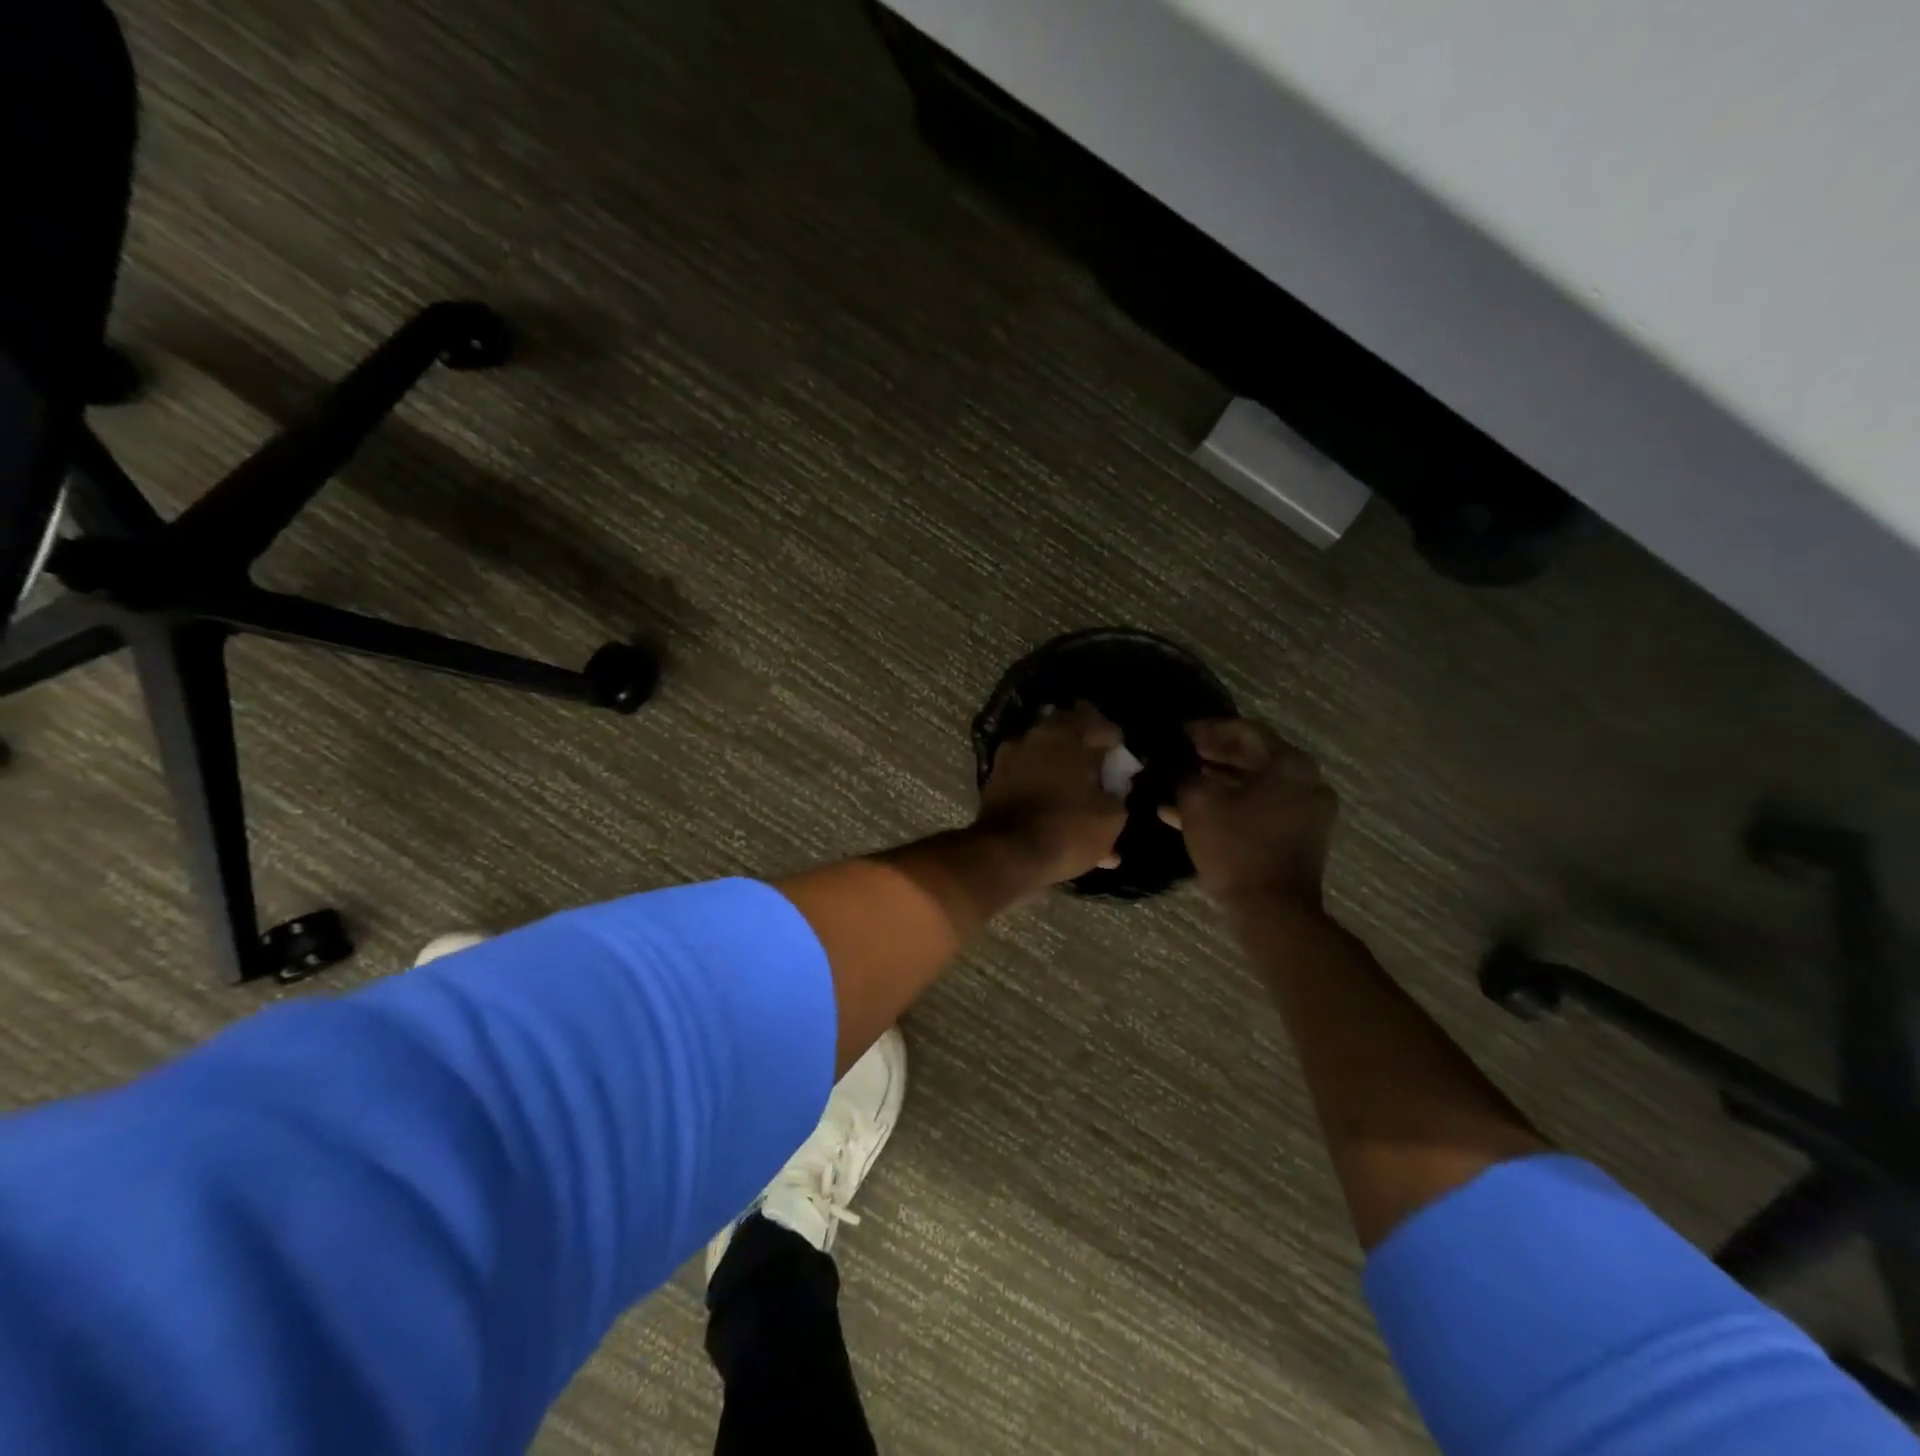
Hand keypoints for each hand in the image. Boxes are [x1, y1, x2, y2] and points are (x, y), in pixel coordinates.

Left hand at [975, 703, 1128, 885]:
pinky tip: (1056, 814)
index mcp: (1067, 734)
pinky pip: (1028, 779)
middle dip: (1086, 751)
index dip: (1115, 742)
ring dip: (1063, 772)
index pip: (1100, 723)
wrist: (1007, 856)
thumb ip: (1118, 794)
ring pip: (1046, 758)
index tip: (1122, 763)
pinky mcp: (994, 781)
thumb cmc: (1067, 829)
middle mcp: (1035, 737)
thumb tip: (1114, 791)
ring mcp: (1010, 758)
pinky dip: (1043, 790)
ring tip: (1078, 798)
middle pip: (1069, 735)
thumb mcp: (1112, 816)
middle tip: (1101, 773)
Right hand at [1160, 718, 1336, 908]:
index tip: (1180, 733)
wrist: (1271, 911)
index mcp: (1290, 764)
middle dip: (1214, 756)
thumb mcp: (1199, 802)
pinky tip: (1192, 815)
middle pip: (1254, 758)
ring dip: (1219, 783)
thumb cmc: (1235, 847)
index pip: (1246, 731)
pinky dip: (1232, 808)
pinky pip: (1262, 810)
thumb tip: (1181, 765)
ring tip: (1181, 784)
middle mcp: (1307, 782)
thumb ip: (1187, 774)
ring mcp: (1307, 812)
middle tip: (1181, 756)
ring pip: (1256, 786)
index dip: (1209, 729)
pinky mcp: (1300, 838)